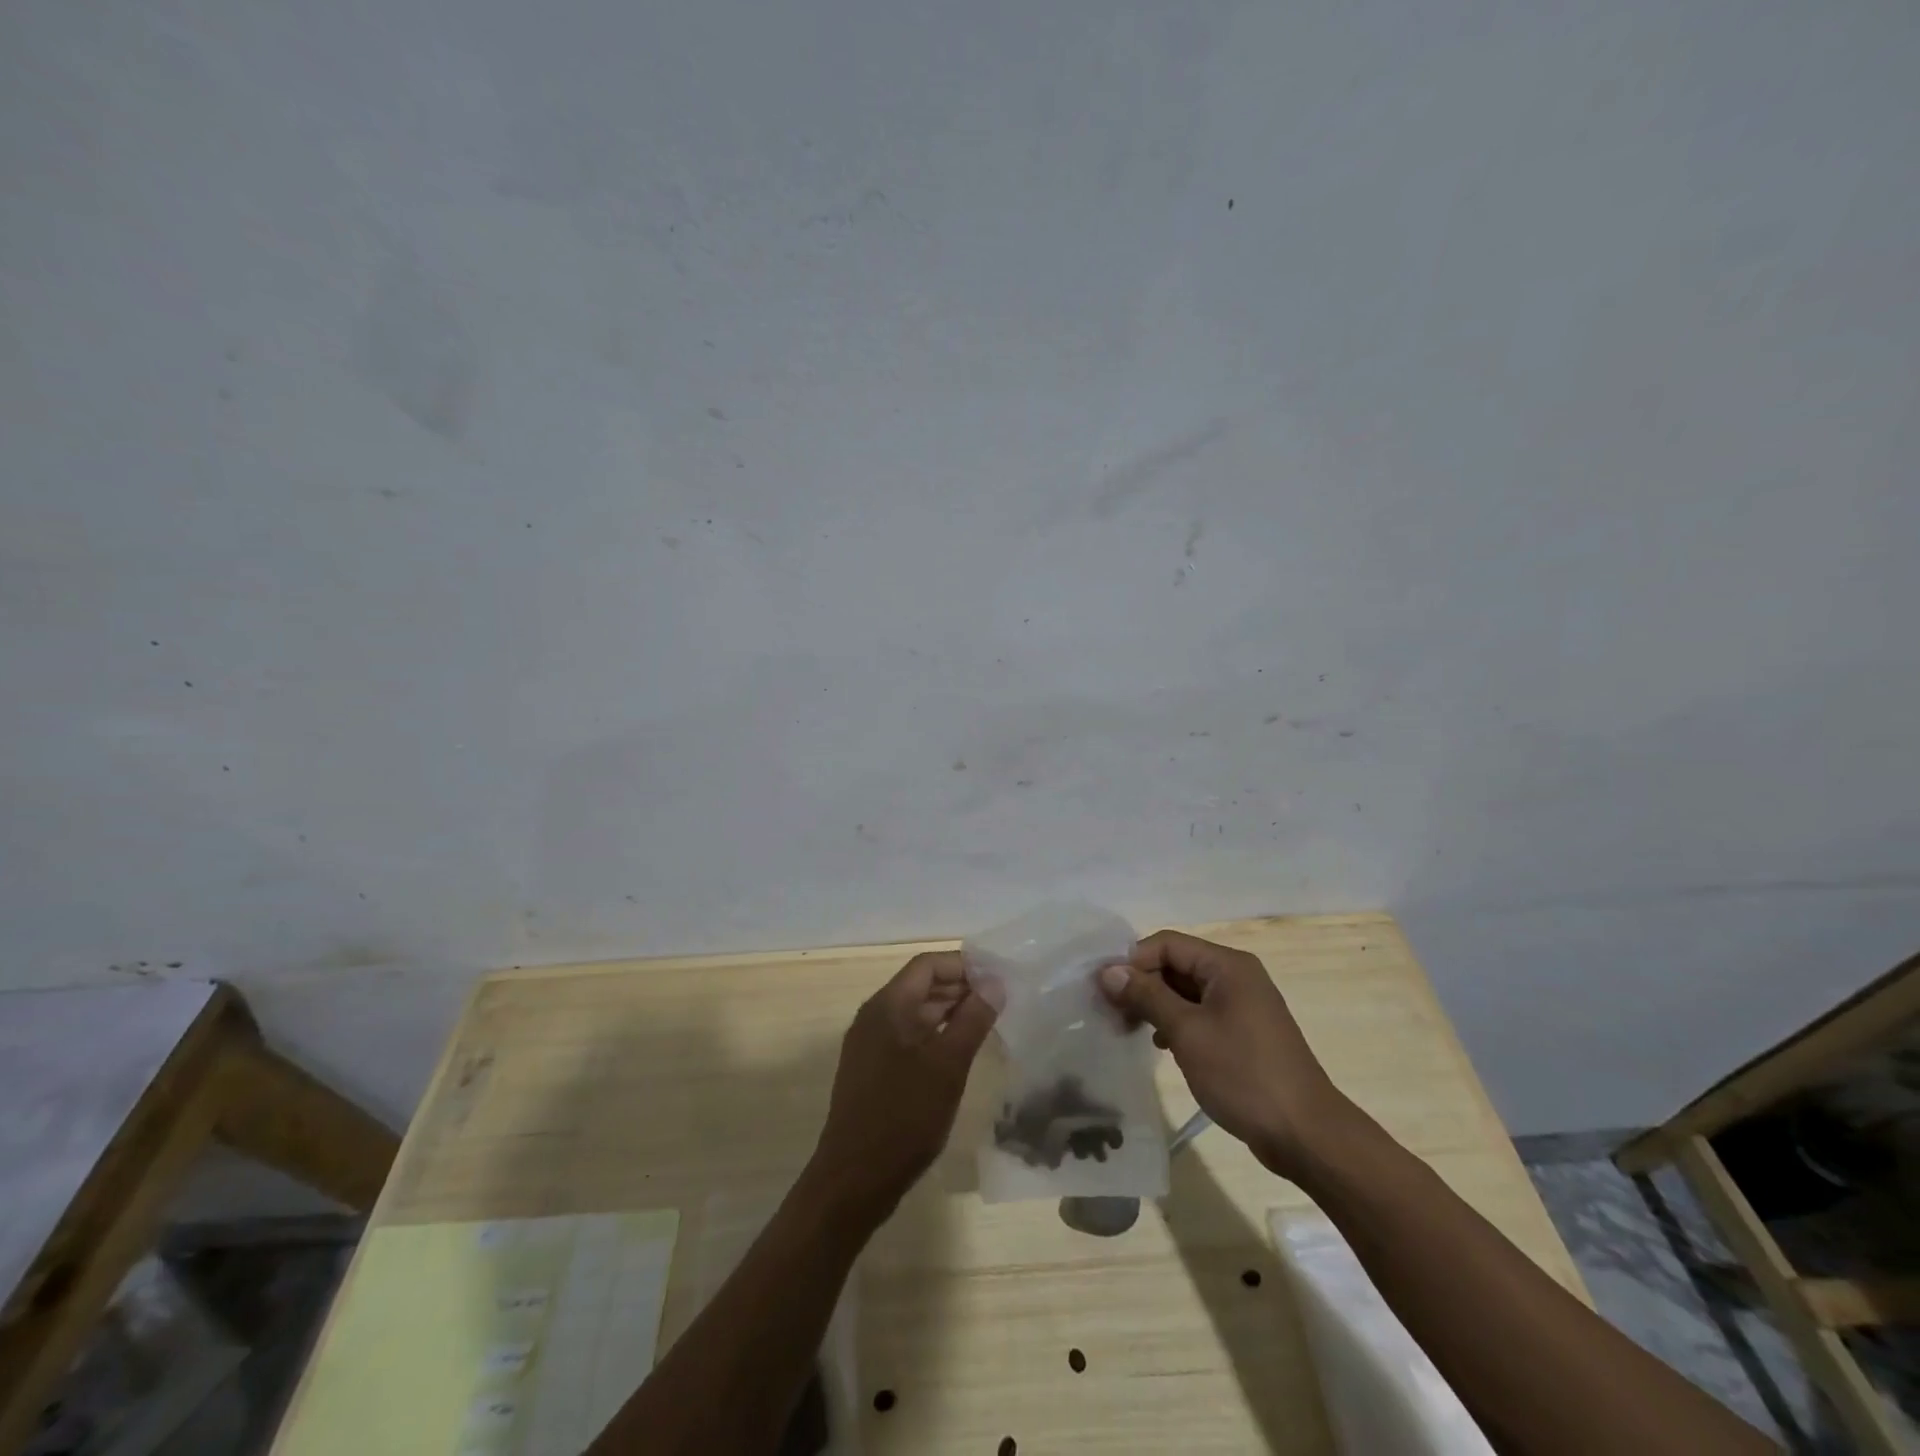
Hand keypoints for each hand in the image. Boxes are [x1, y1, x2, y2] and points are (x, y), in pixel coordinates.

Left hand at [809, 951, 998, 1222]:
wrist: (853, 1180)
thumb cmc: (904, 1117)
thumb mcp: (947, 1066)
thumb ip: (973, 1020)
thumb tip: (995, 984)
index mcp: (887, 1006)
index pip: (928, 965)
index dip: (964, 965)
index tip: (998, 978)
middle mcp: (874, 1016)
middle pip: (921, 985)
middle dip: (960, 988)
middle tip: (1001, 1001)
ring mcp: (869, 1043)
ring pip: (915, 1012)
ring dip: (950, 1012)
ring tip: (988, 1023)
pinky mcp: (871, 1068)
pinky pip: (907, 1036)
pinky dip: (935, 1034)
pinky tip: (960, 1052)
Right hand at [1098, 931, 1348, 1179]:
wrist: (1306, 1135)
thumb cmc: (1243, 1074)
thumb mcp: (1187, 1032)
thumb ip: (1147, 996)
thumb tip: (1108, 971)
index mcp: (1227, 965)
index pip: (1166, 944)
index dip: (1132, 961)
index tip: (1104, 989)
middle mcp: (1236, 976)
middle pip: (1176, 964)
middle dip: (1141, 984)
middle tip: (1110, 1013)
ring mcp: (1242, 1005)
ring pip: (1185, 991)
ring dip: (1155, 1004)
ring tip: (1127, 1029)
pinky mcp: (1244, 1033)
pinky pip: (1200, 1013)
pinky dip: (1176, 1022)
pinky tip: (1160, 1045)